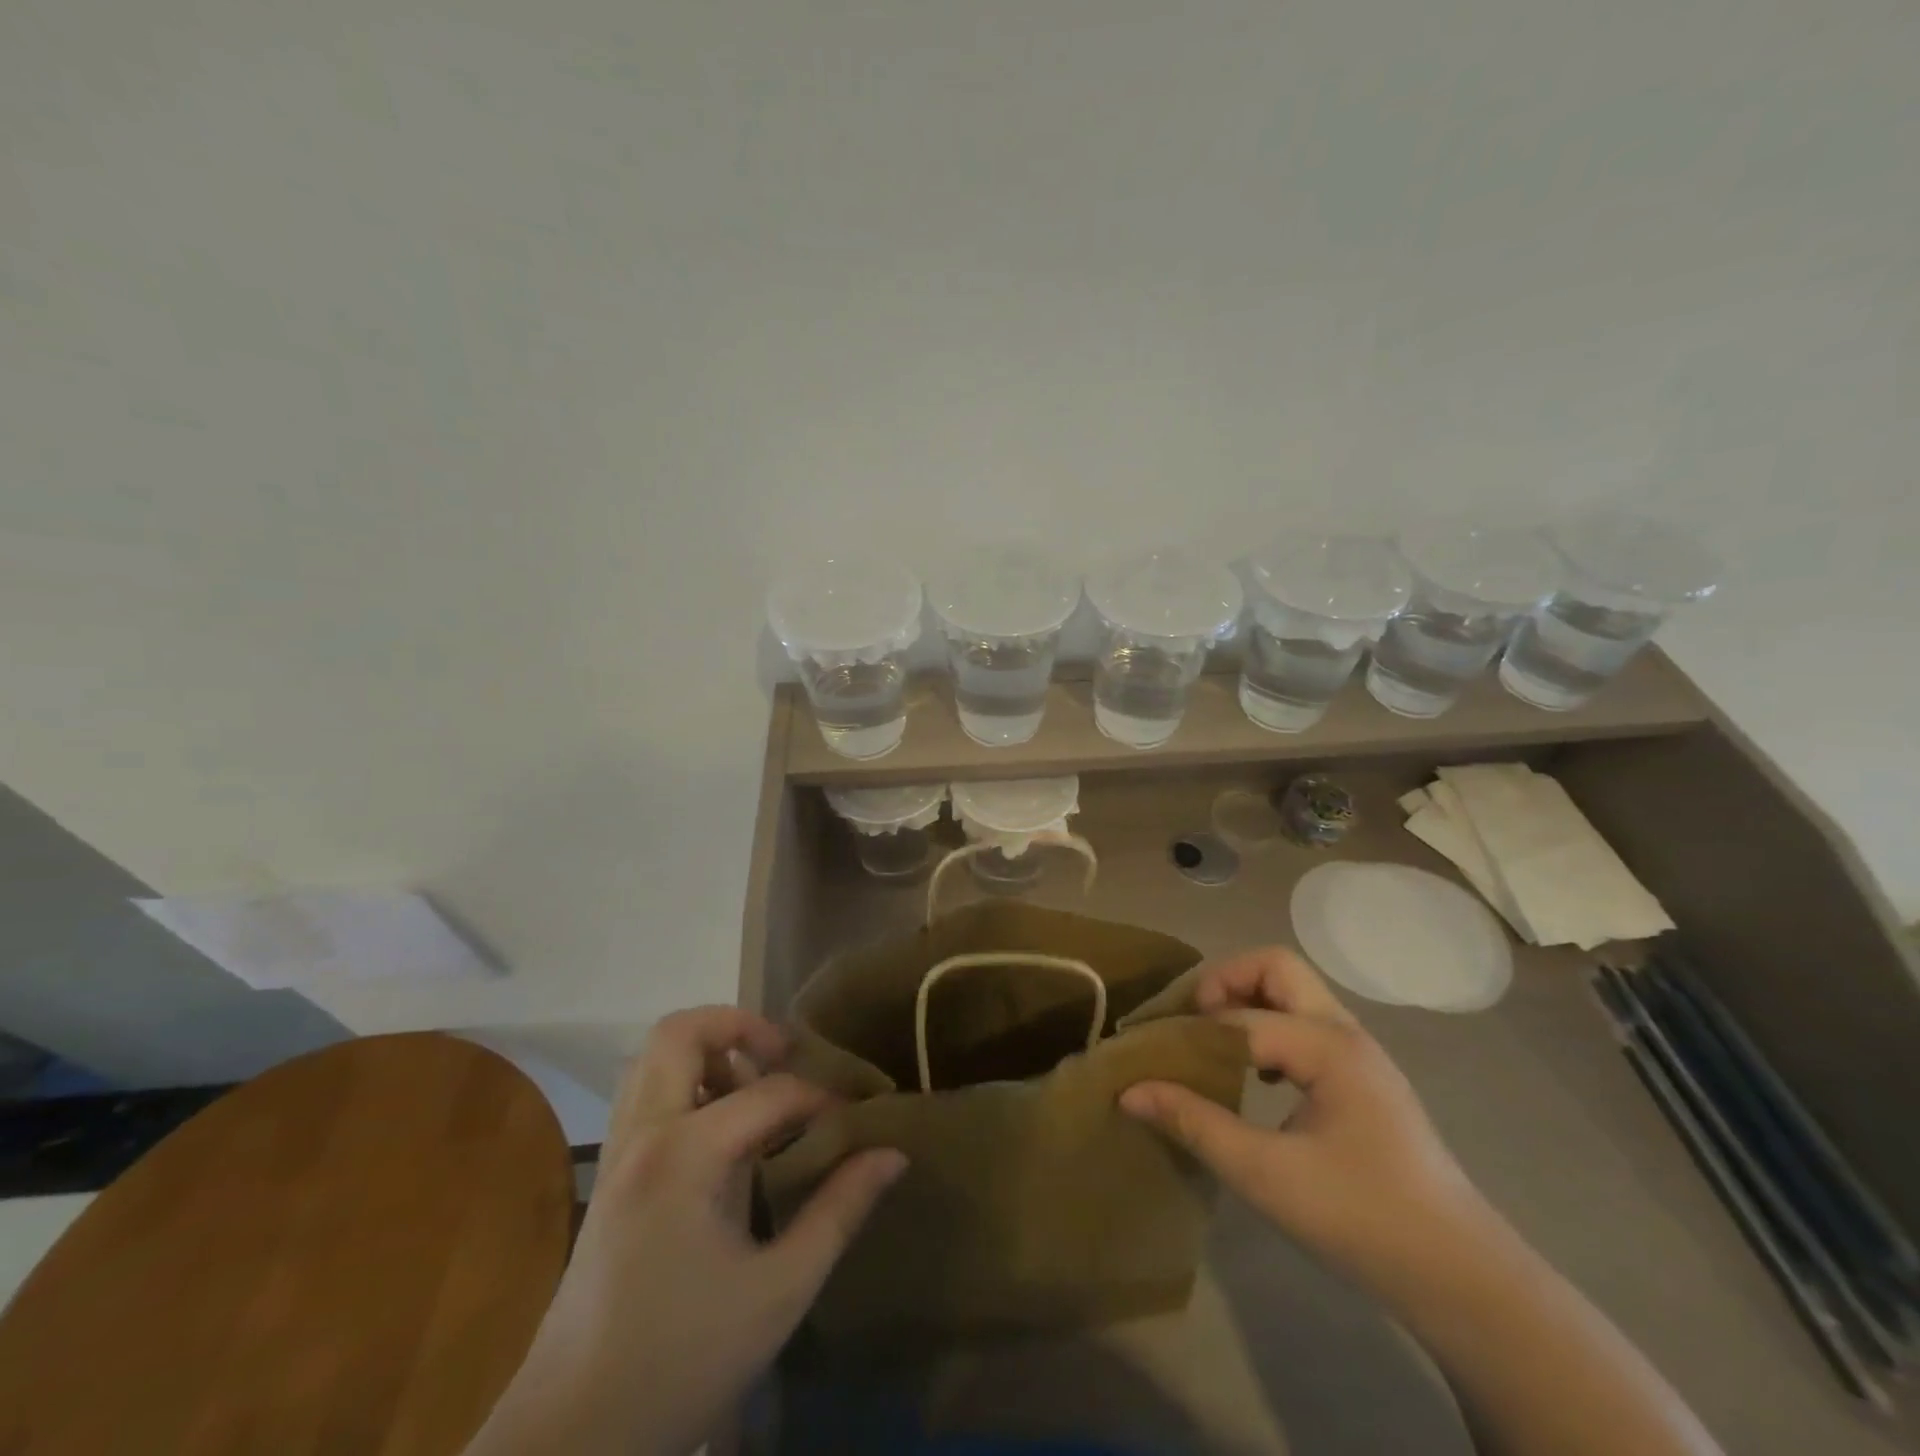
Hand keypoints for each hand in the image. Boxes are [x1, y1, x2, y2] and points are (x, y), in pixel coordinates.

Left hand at [469, 1008, 905, 1455]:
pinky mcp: (609, 1174)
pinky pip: (643, 1092)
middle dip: (739, 1026)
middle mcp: (643, 1134)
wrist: (571, 1439)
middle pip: (681, 1032)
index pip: (769, 1092)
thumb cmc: (682, 1363)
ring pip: (653, 1056)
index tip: (853, 1117)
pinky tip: (719, 1130)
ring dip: (706, 1050)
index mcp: (685, 1155)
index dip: (821, 1098)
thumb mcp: (780, 1291)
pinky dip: (683, 1081)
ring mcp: (617, 1151)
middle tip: (783, 1055)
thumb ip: (839, 1211)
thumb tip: (892, 1153)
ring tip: (753, 1087)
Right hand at [1122, 948, 1490, 1288]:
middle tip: (1190, 1019)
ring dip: (1247, 1000)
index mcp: (1327, 1046)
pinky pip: (1306, 1023)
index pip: (1239, 1019)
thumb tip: (1129, 1091)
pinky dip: (1269, 1026)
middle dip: (1225, 980)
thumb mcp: (1265, 1175)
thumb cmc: (1361, 1219)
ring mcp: (1359, 1052)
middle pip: (1275, 966)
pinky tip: (1255, 1075)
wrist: (1461, 1277)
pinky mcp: (1363, 1077)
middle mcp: (1345, 1032)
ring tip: (1211, 1039)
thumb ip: (1195, 1123)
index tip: (1147, 1053)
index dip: (1187, 1033)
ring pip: (1294, 991)